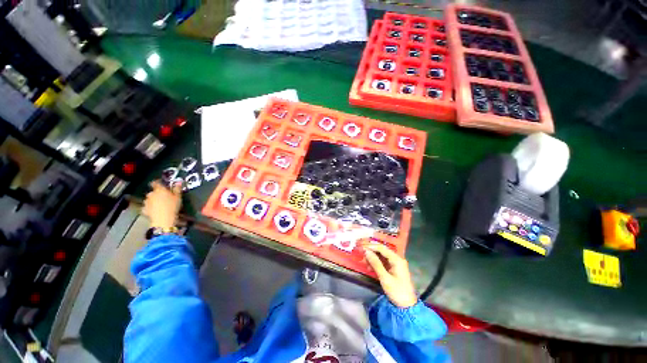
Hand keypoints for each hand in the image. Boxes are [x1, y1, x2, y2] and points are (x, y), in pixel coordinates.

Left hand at [143, 180, 181, 229]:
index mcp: (159, 190)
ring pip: (150, 199)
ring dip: (154, 200)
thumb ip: (177, 189)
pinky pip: (148, 206)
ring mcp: (146, 202)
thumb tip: (178, 182)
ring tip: (161, 205)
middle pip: (153, 192)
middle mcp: (151, 194)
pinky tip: (156, 210)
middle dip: (158, 193)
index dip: (158, 183)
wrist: (163, 219)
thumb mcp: (178, 197)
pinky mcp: (145, 209)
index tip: (162, 184)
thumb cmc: (172, 206)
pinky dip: (151, 207)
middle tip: (165, 197)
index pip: (156, 183)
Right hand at [364, 243, 417, 307]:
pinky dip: (376, 263)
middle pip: (382, 251)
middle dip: (371, 251)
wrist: (407, 306)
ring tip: (364, 261)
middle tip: (361, 253)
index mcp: (397, 260)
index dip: (371, 246)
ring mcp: (396, 264)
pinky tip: (369, 267)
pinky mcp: (394, 269)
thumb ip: (375, 263)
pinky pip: (383, 262)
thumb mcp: (385, 278)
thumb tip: (366, 251)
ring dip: (373, 258)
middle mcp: (397, 259)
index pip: (382, 248)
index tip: (361, 247)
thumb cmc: (397, 292)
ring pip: (381, 256)